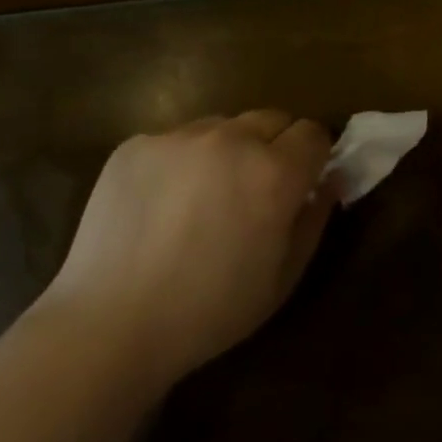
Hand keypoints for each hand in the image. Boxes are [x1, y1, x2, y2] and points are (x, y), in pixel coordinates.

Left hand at [40, 112, 337, 385]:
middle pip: (271, 118)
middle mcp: (229, 139)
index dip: (313, 156)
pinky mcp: (137, 143)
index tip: (303, 181)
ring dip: (226, 150)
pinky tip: (159, 205)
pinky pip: (175, 140)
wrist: (110, 322)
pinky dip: (180, 162)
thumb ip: (314, 220)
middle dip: (274, 146)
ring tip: (202, 198)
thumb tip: (330, 180)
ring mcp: (178, 136)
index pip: (313, 132)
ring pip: (221, 127)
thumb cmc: (209, 312)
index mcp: (272, 172)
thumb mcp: (281, 279)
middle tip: (254, 190)